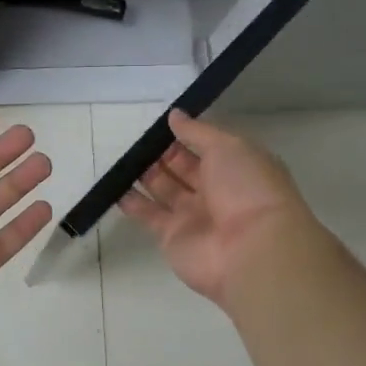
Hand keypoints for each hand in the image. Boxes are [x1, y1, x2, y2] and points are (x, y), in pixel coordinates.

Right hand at [119, 110, 316, 307]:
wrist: (251, 250)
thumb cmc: (246, 189)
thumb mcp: (228, 146)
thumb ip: (198, 131)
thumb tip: (175, 115)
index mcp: (235, 167)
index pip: (205, 147)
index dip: (183, 135)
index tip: (159, 124)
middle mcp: (215, 191)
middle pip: (182, 167)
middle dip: (161, 153)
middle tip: (135, 139)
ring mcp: (193, 215)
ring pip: (164, 190)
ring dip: (144, 174)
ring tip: (121, 158)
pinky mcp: (171, 236)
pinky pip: (148, 214)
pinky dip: (132, 202)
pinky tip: (114, 186)